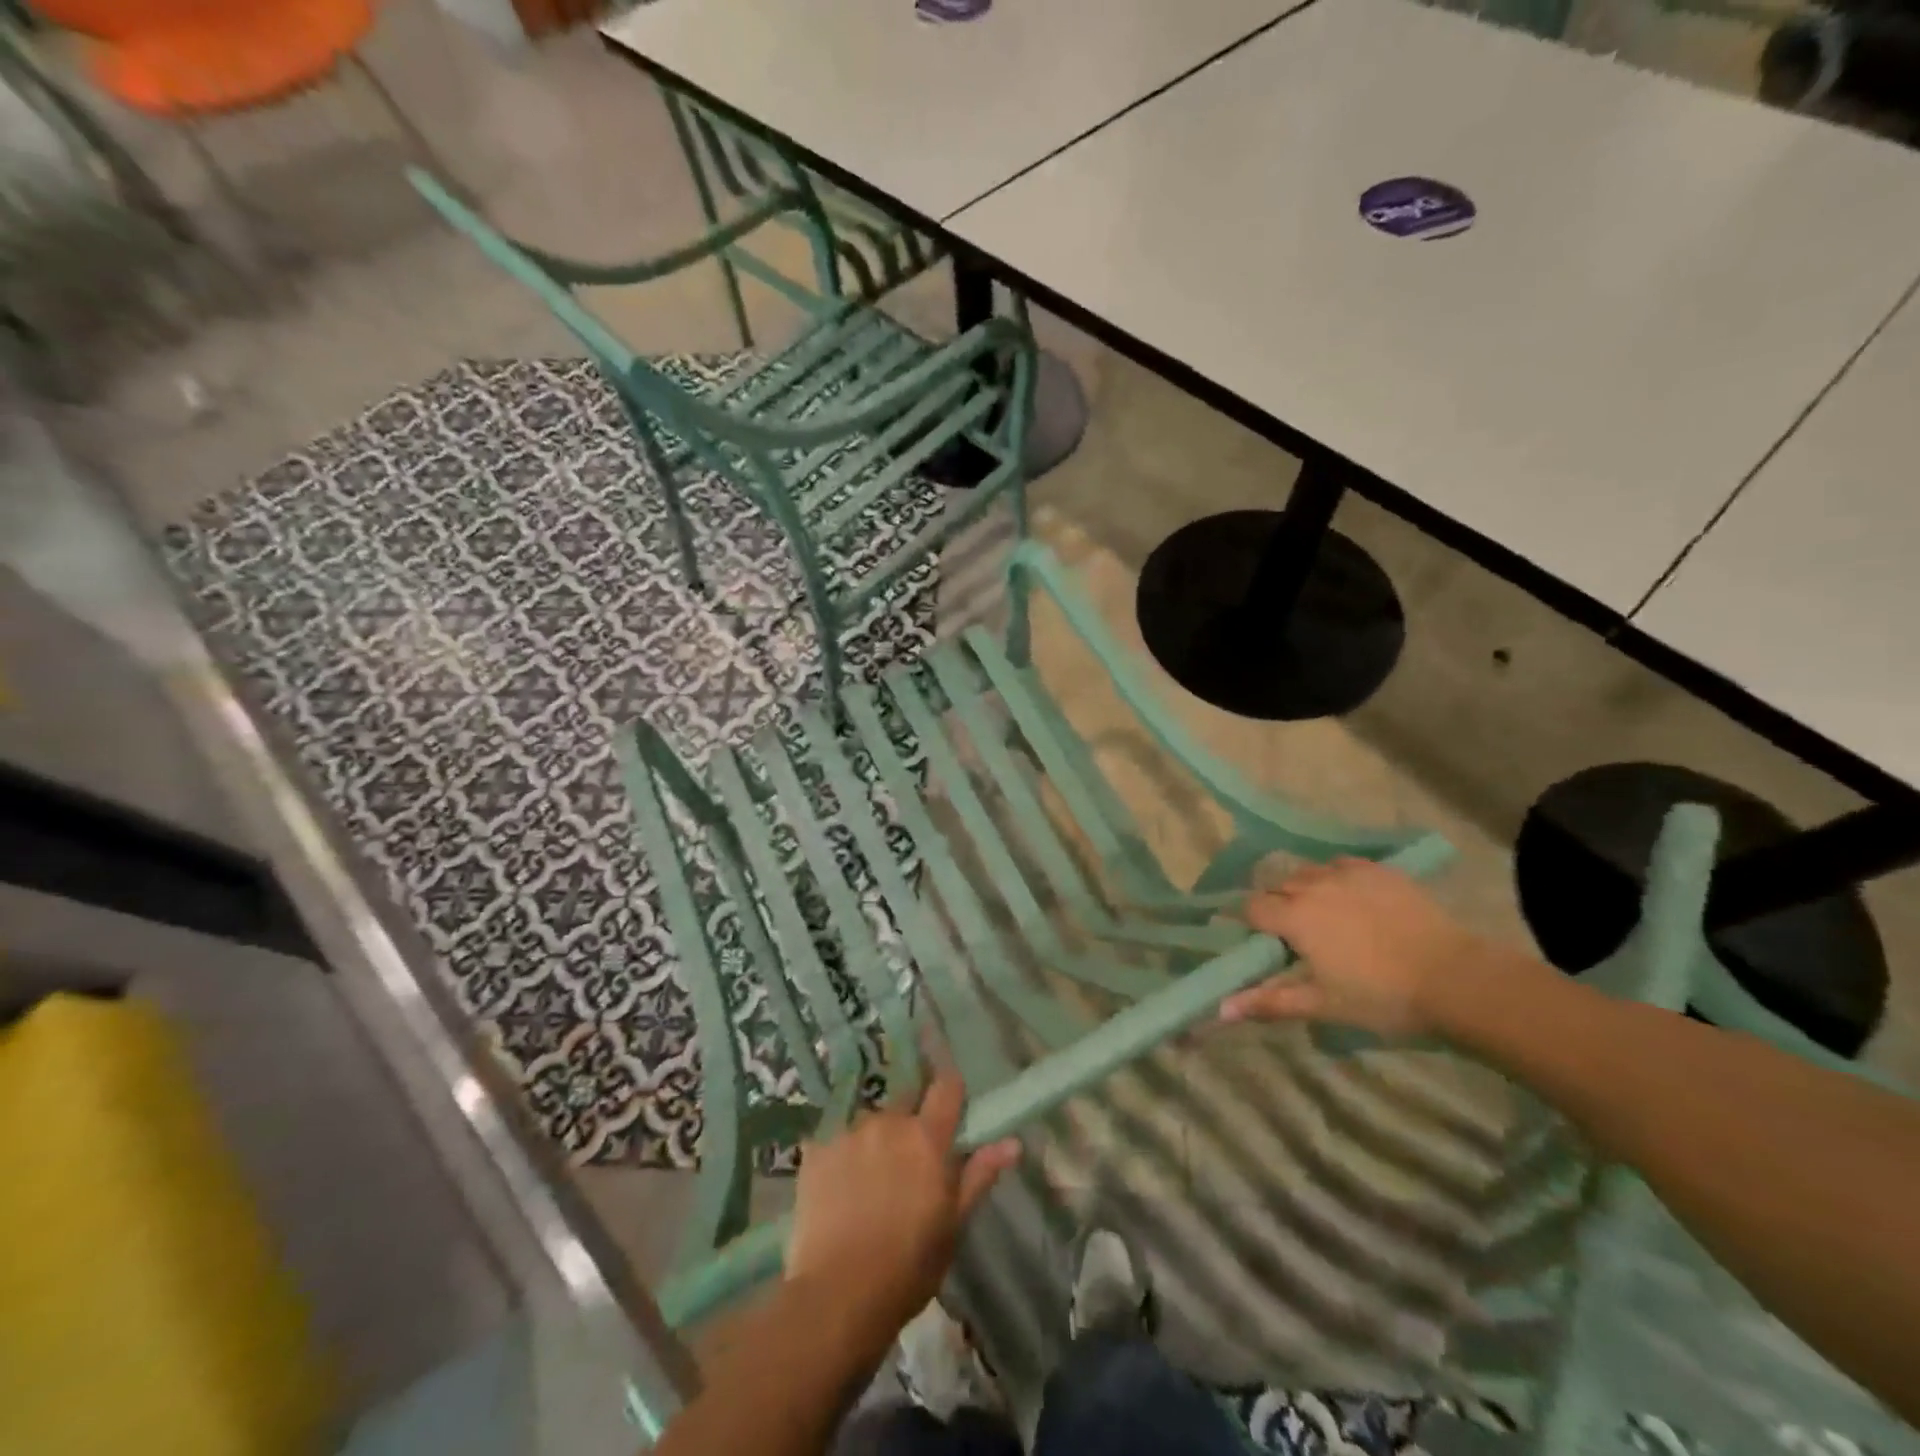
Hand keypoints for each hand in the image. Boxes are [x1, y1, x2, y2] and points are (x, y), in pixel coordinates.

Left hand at [786, 1068, 1019, 1360]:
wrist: (836, 1296)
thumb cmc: (907, 1267)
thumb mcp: (952, 1225)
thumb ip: (979, 1175)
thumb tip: (1013, 1142)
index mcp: (927, 1136)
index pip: (946, 1086)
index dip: (950, 1091)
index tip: (951, 1108)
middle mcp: (888, 1120)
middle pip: (906, 1098)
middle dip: (912, 1116)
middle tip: (911, 1156)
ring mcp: (849, 1131)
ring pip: (871, 1120)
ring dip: (877, 1137)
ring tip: (871, 1178)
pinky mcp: (816, 1148)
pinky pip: (838, 1137)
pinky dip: (843, 1153)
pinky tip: (840, 1187)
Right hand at [1220, 857, 1504, 1037]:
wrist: (1456, 978)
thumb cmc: (1382, 997)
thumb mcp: (1322, 1005)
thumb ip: (1269, 1002)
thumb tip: (1219, 1010)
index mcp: (1294, 916)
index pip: (1251, 908)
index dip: (1250, 924)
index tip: (1261, 942)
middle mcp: (1313, 885)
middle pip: (1276, 885)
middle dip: (1276, 906)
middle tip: (1293, 937)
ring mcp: (1347, 873)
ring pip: (1308, 872)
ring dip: (1304, 889)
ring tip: (1322, 916)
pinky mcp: (1379, 870)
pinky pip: (1341, 865)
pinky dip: (1336, 878)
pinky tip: (1351, 899)